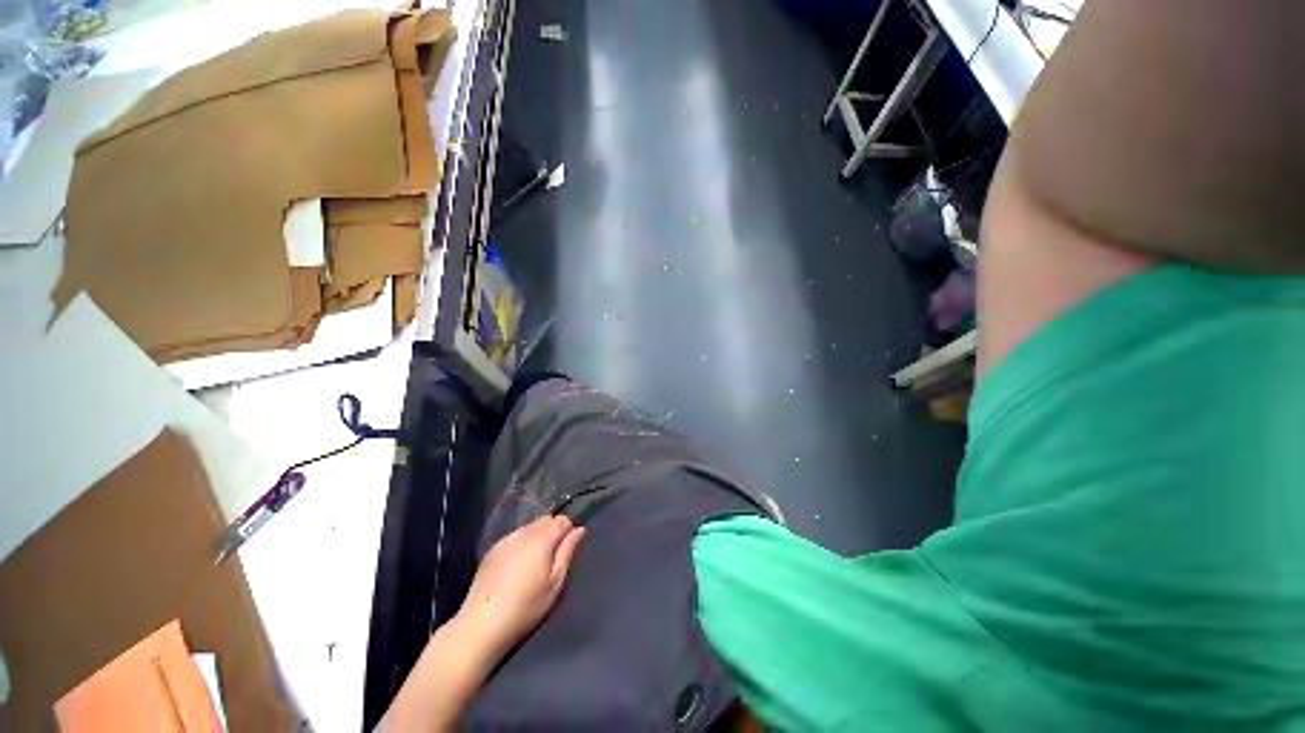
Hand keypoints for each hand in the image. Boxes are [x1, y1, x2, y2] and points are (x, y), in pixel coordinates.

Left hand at [456, 515, 585, 657]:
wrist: (480, 625)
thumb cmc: (525, 607)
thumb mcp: (555, 584)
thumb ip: (568, 552)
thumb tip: (579, 529)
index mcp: (542, 539)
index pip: (562, 520)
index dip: (568, 531)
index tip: (567, 550)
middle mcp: (524, 532)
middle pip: (545, 520)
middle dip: (553, 532)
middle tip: (552, 558)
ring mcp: (506, 540)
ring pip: (529, 527)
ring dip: (537, 537)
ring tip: (534, 562)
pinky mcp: (492, 550)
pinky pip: (514, 536)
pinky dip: (521, 543)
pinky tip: (517, 566)